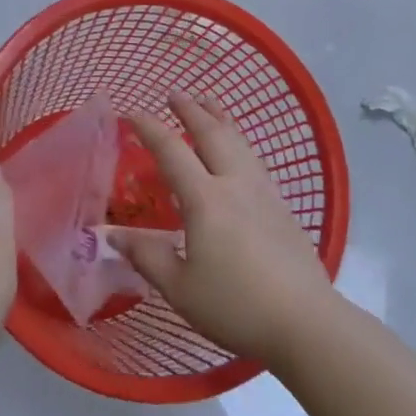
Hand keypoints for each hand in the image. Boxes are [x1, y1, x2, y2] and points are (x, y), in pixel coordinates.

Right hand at [111, 94, 334, 366]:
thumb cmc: (236, 305)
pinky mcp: (283, 208)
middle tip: (175, 94)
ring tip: (210, 105)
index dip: (150, 129)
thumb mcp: (180, 287)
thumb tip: (111, 235)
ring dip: (221, 119)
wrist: (304, 321)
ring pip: (240, 143)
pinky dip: (240, 143)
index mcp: (206, 200)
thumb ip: (146, 256)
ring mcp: (264, 193)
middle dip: (192, 110)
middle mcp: (236, 185)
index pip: (172, 151)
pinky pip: (255, 161)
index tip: (131, 113)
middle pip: (213, 134)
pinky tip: (241, 153)